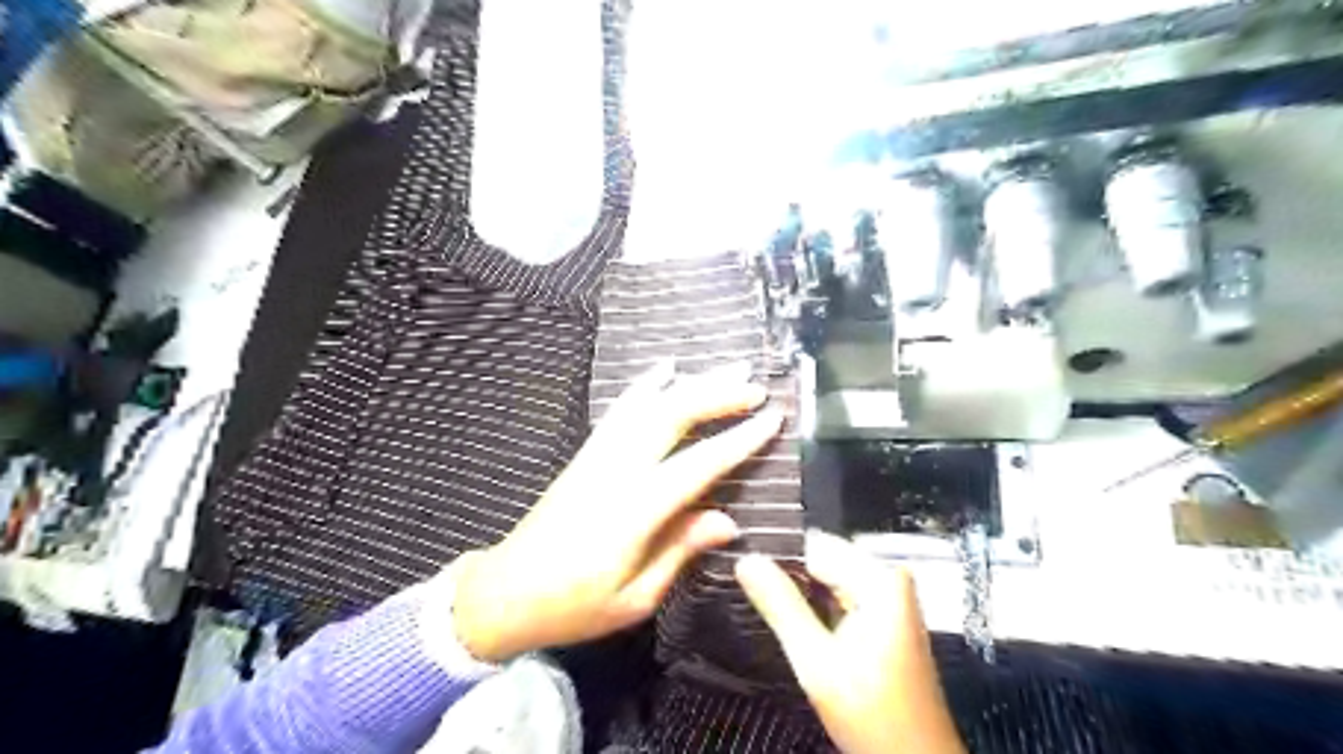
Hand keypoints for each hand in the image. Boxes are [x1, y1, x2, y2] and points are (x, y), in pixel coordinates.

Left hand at [456, 363, 781, 663]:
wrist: (507, 591)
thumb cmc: (574, 605)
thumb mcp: (636, 597)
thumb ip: (681, 550)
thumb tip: (729, 520)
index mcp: (634, 510)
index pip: (698, 464)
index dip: (739, 439)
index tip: (772, 417)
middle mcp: (616, 470)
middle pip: (671, 417)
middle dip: (717, 395)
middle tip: (755, 385)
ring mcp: (598, 456)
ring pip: (648, 405)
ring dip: (690, 383)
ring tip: (726, 369)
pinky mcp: (586, 453)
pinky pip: (621, 410)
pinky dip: (646, 386)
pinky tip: (665, 369)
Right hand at [733, 530, 966, 752]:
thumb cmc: (873, 715)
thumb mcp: (816, 661)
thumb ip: (780, 605)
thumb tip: (746, 560)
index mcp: (880, 578)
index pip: (814, 545)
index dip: (775, 554)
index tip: (741, 563)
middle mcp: (888, 577)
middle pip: (821, 559)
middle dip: (785, 574)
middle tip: (747, 587)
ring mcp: (888, 596)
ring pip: (827, 577)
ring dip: (797, 591)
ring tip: (764, 602)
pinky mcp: (883, 614)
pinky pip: (838, 594)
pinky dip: (814, 606)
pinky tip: (792, 619)